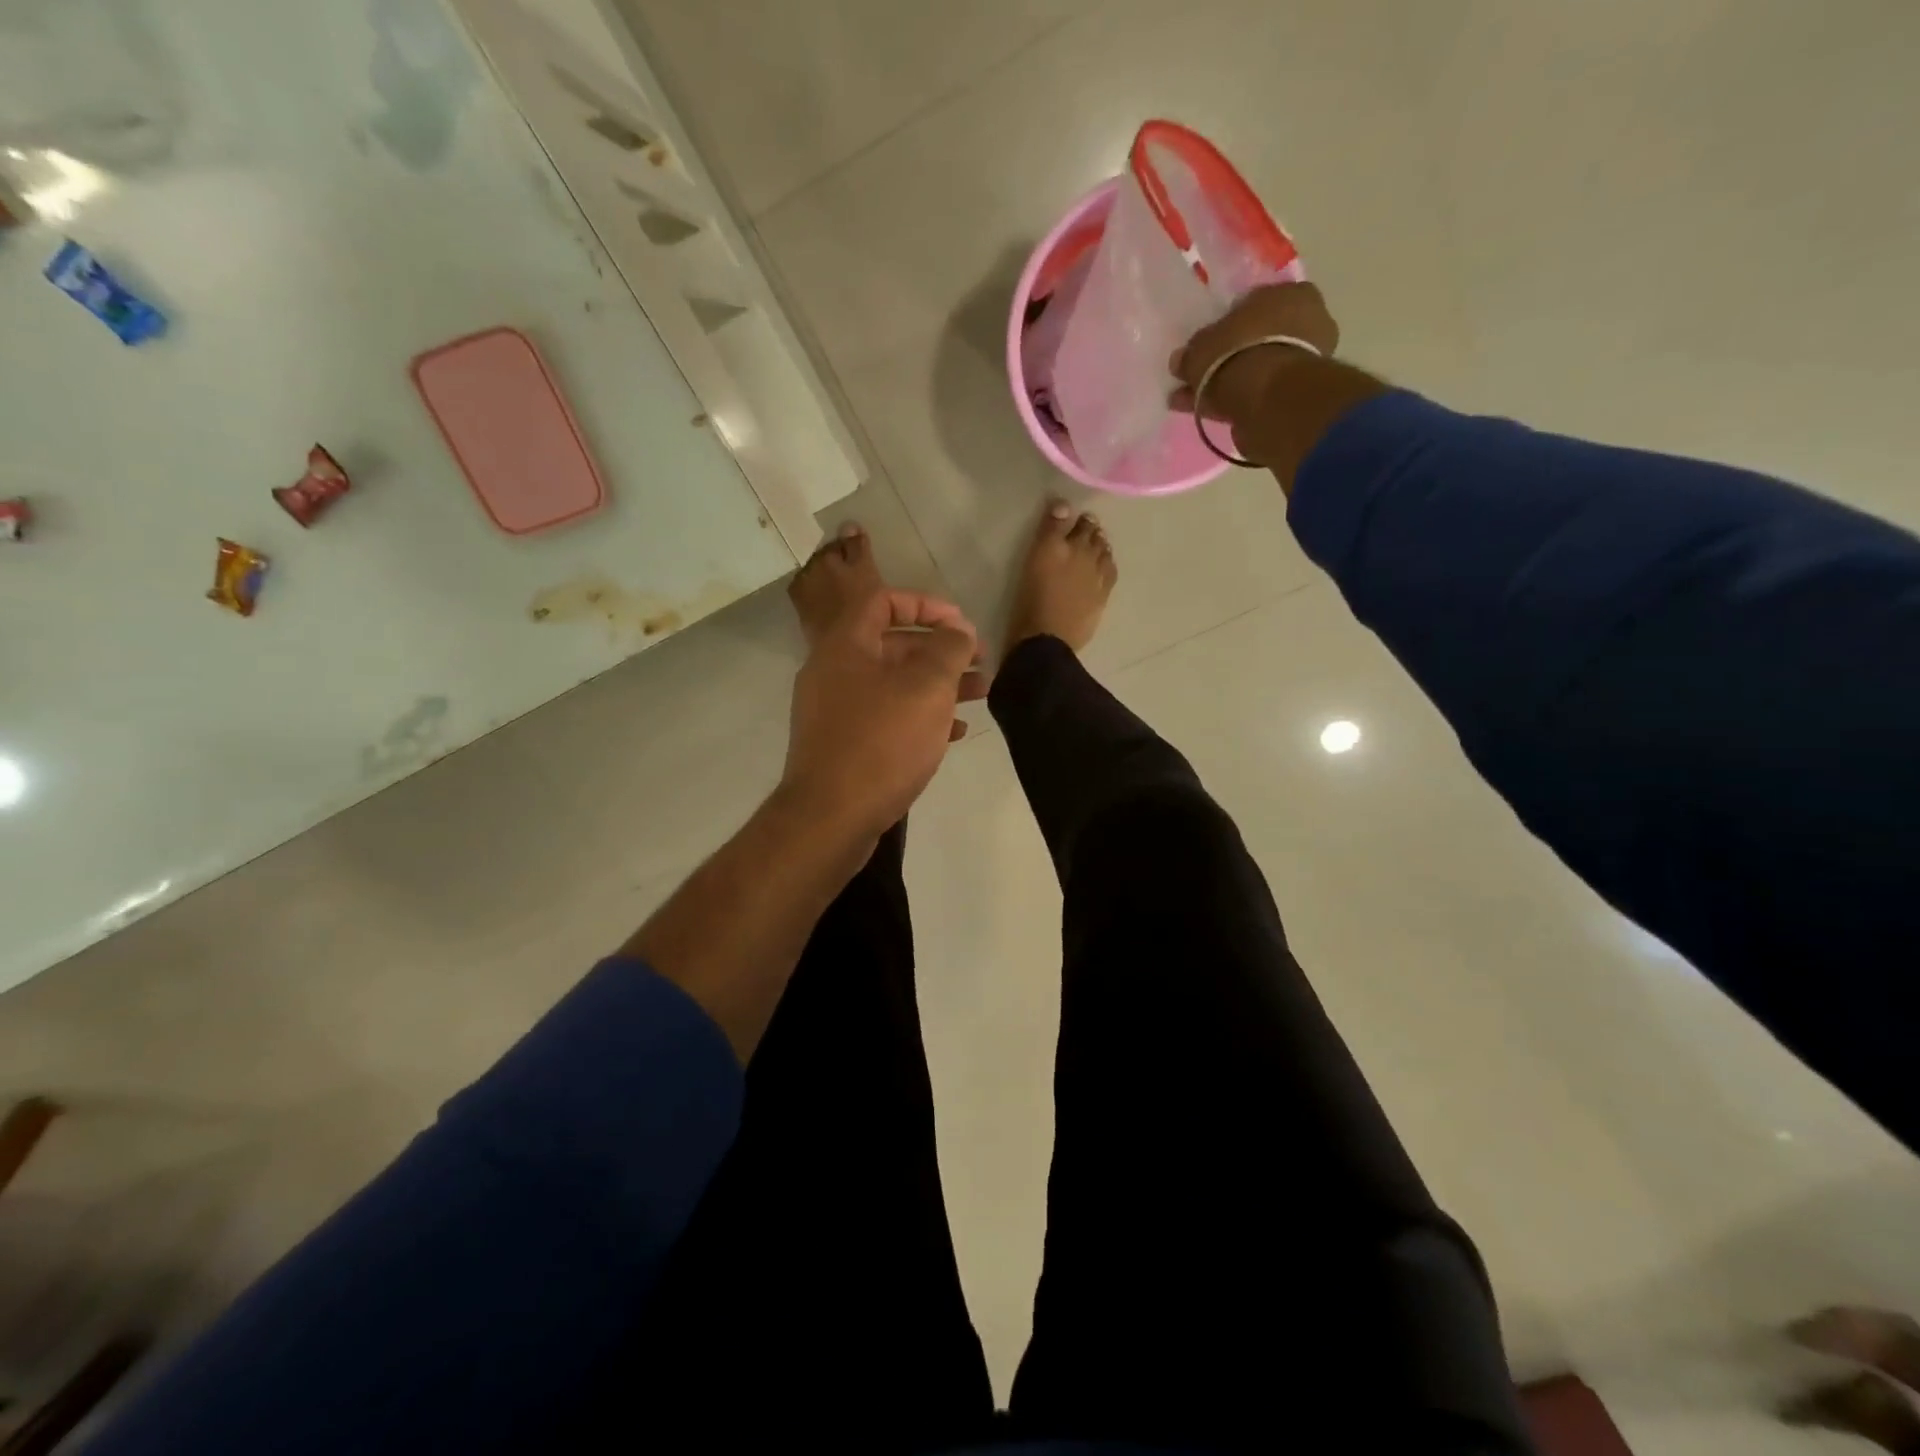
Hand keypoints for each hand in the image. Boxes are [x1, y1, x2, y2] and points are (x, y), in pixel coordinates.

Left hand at [782, 588, 986, 839]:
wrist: (831, 817)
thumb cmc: (882, 742)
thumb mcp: (927, 688)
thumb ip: (948, 650)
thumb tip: (958, 631)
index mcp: (846, 645)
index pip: (883, 601)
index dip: (927, 605)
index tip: (962, 624)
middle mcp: (834, 671)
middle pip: (893, 645)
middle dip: (941, 650)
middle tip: (982, 663)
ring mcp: (836, 711)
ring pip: (894, 684)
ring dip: (938, 685)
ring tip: (981, 695)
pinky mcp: (843, 745)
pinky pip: (886, 717)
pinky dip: (920, 717)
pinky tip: (954, 734)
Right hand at [1169, 281, 1340, 420]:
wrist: (1268, 397)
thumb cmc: (1238, 352)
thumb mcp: (1203, 346)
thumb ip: (1192, 352)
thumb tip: (1181, 360)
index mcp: (1290, 293)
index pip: (1253, 304)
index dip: (1226, 326)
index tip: (1206, 345)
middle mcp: (1306, 322)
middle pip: (1256, 340)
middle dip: (1225, 358)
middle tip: (1196, 376)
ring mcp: (1304, 361)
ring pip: (1254, 370)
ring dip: (1225, 384)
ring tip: (1193, 400)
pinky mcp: (1296, 396)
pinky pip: (1257, 394)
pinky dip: (1233, 402)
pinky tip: (1206, 412)